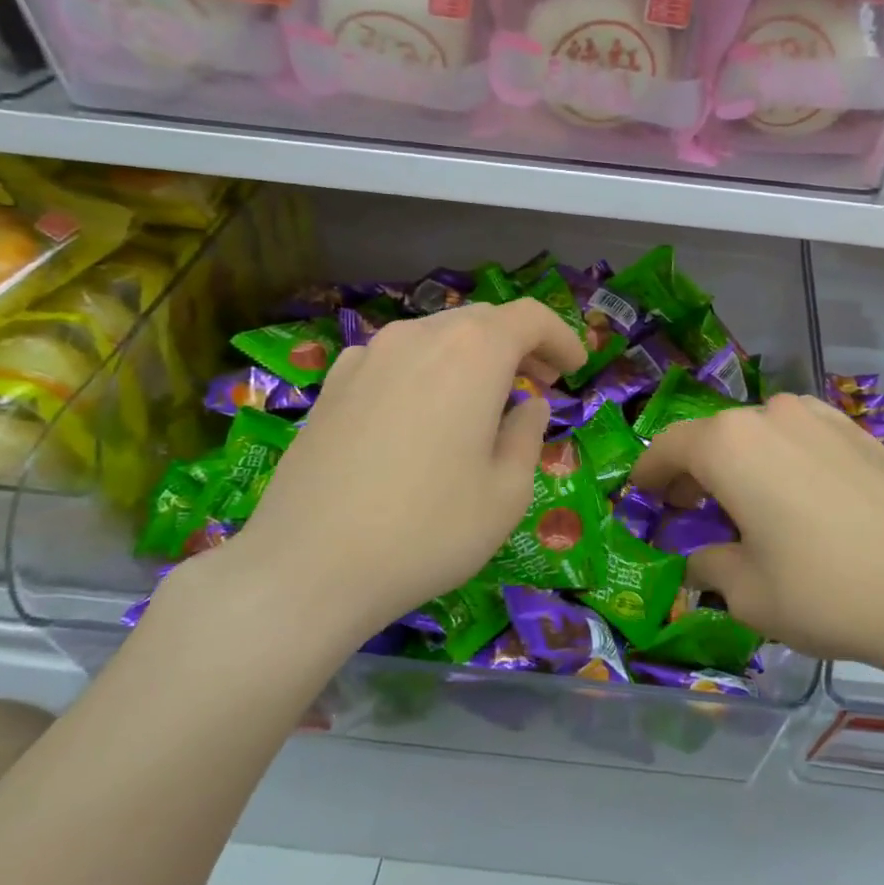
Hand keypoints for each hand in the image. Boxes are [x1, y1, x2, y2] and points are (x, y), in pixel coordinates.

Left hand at [186, 300, 584, 660]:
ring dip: (473, 357)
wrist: (308, 567)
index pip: (530, 317)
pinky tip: (423, 413)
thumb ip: (528, 435)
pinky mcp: (333, 384)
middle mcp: (419, 337)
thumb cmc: (429, 530)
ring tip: (483, 402)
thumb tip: (528, 405)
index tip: (576, 370)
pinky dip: (427, 370)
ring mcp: (368, 356)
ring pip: (437, 335)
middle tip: (538, 386)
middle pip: (483, 320)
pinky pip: (396, 358)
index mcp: (473, 353)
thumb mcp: (507, 492)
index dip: (562, 337)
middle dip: (520, 345)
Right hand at [630, 394, 883, 678]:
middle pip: (714, 436)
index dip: (649, 472)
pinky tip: (794, 496)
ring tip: (746, 503)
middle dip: (695, 470)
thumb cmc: (822, 591)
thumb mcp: (745, 591)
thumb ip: (708, 563)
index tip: (641, 495)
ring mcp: (819, 417)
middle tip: (690, 509)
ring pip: (758, 432)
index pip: (670, 446)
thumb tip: (701, 557)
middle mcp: (770, 414)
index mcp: (730, 444)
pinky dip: (780, 458)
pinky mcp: (856, 431)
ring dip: (740, 461)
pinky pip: (799, 436)